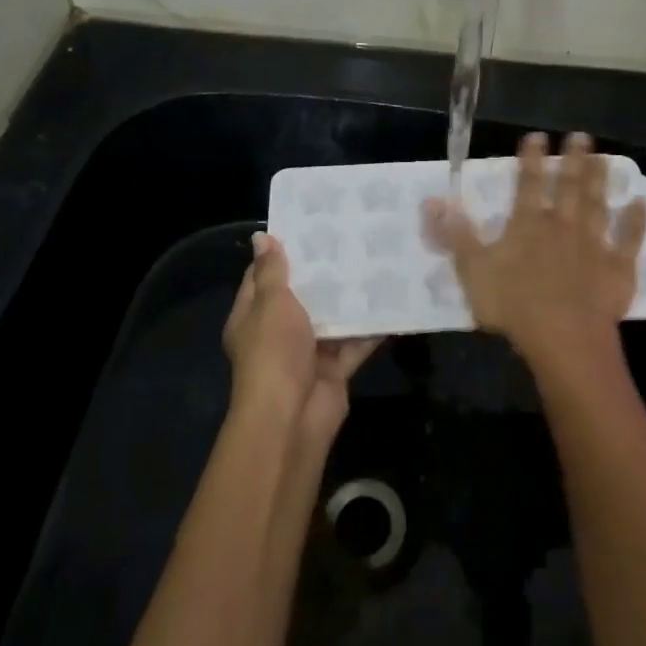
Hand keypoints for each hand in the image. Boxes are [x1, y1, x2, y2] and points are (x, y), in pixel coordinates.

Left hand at [224, 233, 377, 442]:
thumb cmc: (274, 352)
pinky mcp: (334, 370)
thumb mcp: (271, 303)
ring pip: (331, 319)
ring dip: (350, 299)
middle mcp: (278, 334)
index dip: (282, 253)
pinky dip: (371, 328)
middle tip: (352, 238)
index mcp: (252, 317)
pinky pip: (355, 343)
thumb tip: (262, 236)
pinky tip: (393, 302)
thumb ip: (272, 271)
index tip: (309, 227)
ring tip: (376, 262)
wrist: (292, 417)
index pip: (263, 277)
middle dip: (324, 273)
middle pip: (301, 297)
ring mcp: (307, 353)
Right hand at [423, 132, 645, 383]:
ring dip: (600, 180)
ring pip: (597, 205)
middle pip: (568, 187)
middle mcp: (562, 226)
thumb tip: (434, 200)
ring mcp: (593, 245)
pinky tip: (641, 203)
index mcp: (527, 225)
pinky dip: (636, 221)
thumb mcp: (472, 270)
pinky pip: (629, 240)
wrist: (564, 339)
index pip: (528, 184)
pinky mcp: (617, 268)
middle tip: (581, 135)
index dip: (531, 159)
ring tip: (604, 157)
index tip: (537, 136)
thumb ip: (455, 234)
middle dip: (573, 160)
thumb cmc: (513, 306)